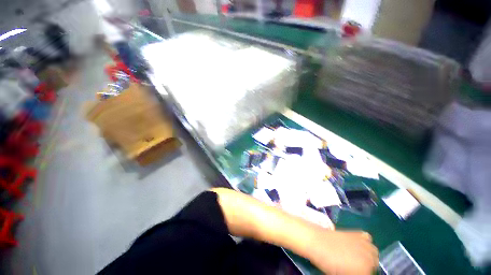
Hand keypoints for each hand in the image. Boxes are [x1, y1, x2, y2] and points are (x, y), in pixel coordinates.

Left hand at [308, 230, 378, 274]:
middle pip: (374, 264)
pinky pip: (367, 238)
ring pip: (374, 252)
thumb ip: (354, 273)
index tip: (354, 271)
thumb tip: (357, 270)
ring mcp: (363, 243)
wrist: (316, 242)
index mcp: (365, 271)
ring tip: (358, 256)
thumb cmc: (326, 263)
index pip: (369, 274)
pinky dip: (365, 242)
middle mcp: (369, 258)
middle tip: (356, 267)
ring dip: (368, 255)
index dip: (361, 273)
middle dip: (367, 267)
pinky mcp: (355, 233)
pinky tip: (357, 244)